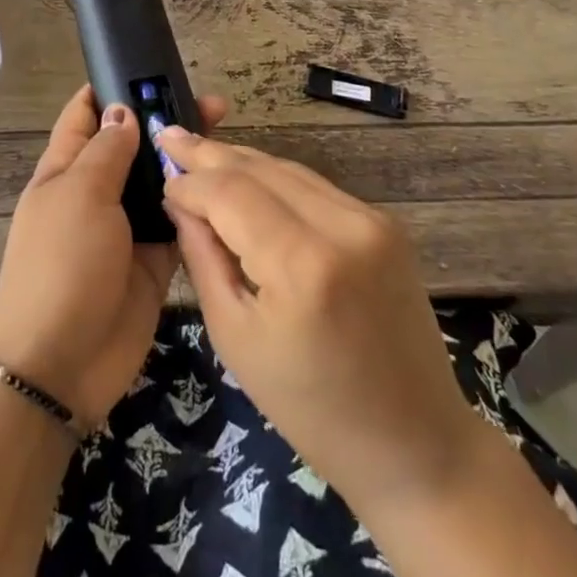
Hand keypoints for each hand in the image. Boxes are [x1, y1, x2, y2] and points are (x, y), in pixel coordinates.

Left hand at [0, 85, 227, 423]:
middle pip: (133, 146)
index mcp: (65, 169)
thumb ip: (107, 151)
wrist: (61, 364)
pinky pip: (179, 223)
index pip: (86, 115)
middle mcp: (96, 193)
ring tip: (230, 138)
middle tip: (214, 104)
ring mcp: (126, 228)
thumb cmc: (60, 264)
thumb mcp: (79, 195)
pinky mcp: (153, 261)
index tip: (153, 66)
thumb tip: (123, 111)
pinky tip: (230, 187)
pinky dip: (198, 206)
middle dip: (165, 123)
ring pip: (160, 183)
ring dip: (186, 163)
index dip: (113, 88)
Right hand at [158, 127, 480, 519]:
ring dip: (242, 161)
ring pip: (289, 170)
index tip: (161, 176)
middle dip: (211, 153)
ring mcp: (370, 219)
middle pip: (260, 169)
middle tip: (170, 135)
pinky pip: (315, 188)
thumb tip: (179, 201)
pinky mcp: (385, 223)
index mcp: (302, 265)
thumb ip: (203, 258)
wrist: (415, 441)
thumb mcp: (236, 338)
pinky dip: (276, 180)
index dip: (191, 181)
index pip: (230, 194)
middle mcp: (342, 226)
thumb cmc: (311, 408)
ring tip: (200, 150)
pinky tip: (247, 177)